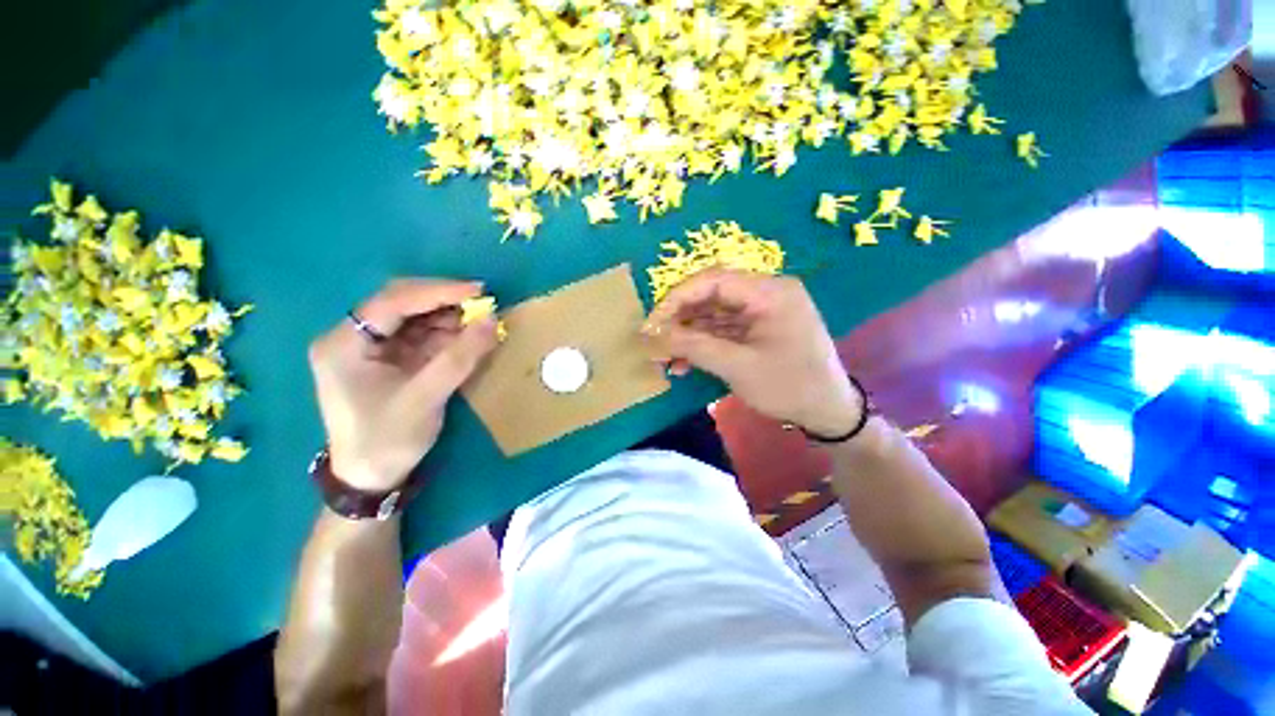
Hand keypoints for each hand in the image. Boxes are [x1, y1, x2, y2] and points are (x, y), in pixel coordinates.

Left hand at [308, 279, 498, 490]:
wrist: (371, 478)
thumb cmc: (387, 440)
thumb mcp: (425, 398)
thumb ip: (459, 358)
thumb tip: (492, 320)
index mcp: (344, 344)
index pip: (391, 302)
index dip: (437, 292)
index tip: (478, 290)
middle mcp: (353, 338)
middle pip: (401, 304)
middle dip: (444, 302)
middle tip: (483, 303)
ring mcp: (372, 348)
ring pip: (415, 318)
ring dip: (450, 318)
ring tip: (481, 321)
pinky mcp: (390, 359)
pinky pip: (422, 336)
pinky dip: (448, 334)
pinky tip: (469, 336)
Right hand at [644, 269, 860, 436]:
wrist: (828, 412)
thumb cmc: (789, 387)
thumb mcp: (738, 367)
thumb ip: (694, 346)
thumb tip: (654, 335)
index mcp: (770, 292)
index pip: (713, 280)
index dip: (676, 298)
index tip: (652, 323)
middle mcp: (766, 293)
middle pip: (711, 296)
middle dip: (680, 320)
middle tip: (655, 342)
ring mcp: (762, 311)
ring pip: (713, 314)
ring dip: (688, 335)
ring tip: (665, 358)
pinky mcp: (758, 328)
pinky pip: (724, 329)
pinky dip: (703, 344)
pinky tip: (684, 363)